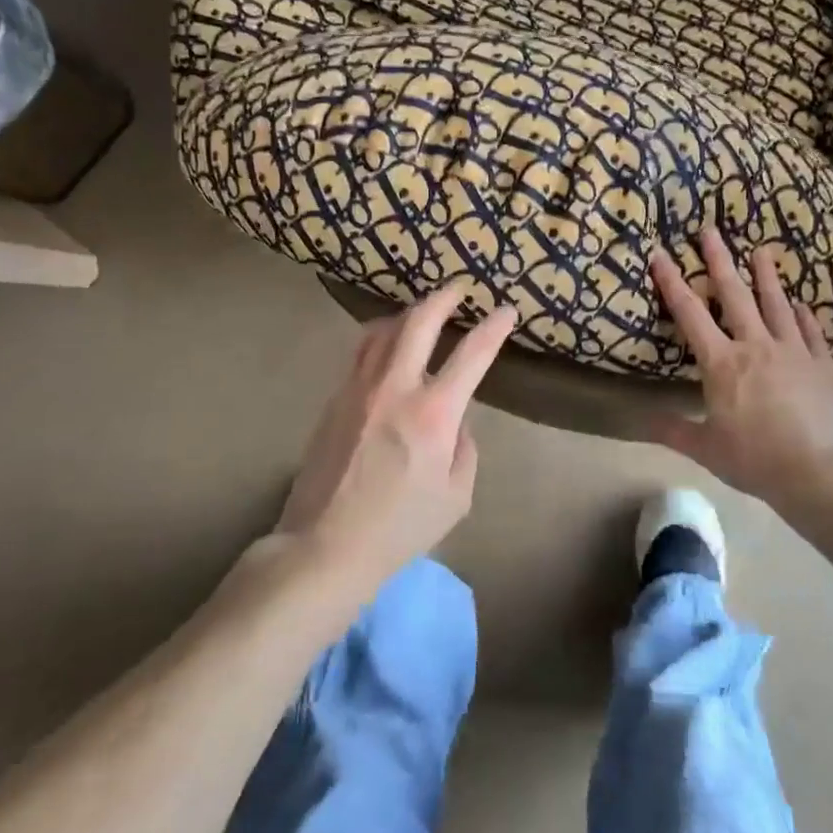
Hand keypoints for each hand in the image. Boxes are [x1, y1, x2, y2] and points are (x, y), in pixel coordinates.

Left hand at [277, 285, 516, 593]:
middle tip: (458, 288)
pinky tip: (386, 344)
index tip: (506, 311)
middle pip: (418, 323)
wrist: (325, 544)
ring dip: (407, 314)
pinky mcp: (334, 400)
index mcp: (433, 413)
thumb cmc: (400, 528)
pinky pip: (361, 353)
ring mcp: (358, 390)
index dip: (493, 328)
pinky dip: (380, 337)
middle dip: (442, 299)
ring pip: (382, 331)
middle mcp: (394, 388)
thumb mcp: (456, 497)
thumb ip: (464, 449)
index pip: (472, 355)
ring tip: (421, 311)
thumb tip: (455, 421)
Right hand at [649, 229, 832, 512]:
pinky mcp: (822, 364)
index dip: (672, 283)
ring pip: (775, 304)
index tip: (661, 255)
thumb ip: (673, 430)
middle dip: (719, 260)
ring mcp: (793, 351)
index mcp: (722, 363)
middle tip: (711, 230)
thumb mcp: (706, 449)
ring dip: (765, 276)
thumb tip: (641, 421)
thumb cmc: (756, 460)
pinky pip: (810, 331)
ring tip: (761, 250)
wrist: (822, 472)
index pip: (690, 314)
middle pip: (734, 294)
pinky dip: (802, 314)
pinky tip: (799, 304)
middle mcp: (755, 345)